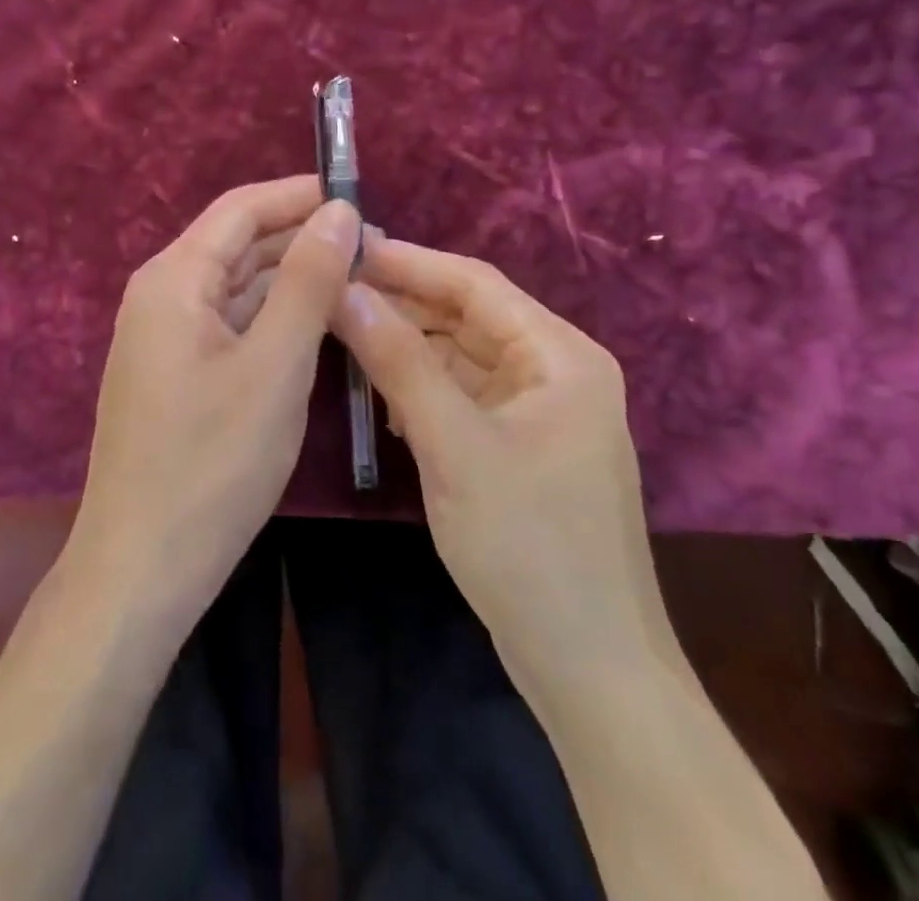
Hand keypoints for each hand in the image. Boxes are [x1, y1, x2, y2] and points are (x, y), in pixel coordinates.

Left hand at [69, 176, 361, 629]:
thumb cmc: (212, 462)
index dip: (298, 195)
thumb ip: (308, 281)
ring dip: (292, 280)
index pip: (241, 208)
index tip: (360, 196)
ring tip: (359, 281)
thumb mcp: (275, 365)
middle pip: (238, 244)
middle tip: (374, 248)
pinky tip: (318, 324)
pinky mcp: (177, 372)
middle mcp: (162, 294)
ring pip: (238, 286)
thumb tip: (339, 210)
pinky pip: (231, 324)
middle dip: (301, 239)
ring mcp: (165, 336)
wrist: (143, 565)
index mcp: (174, 278)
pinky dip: (273, 318)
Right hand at [331, 238, 673, 698]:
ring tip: (341, 335)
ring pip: (459, 357)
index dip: (408, 262)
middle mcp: (554, 371)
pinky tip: (379, 397)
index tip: (345, 248)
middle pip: (466, 317)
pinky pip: (461, 396)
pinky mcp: (518, 447)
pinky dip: (420, 389)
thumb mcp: (455, 446)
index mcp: (560, 356)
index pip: (474, 283)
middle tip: (329, 291)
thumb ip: (400, 363)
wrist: (589, 670)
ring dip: (406, 348)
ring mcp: (537, 411)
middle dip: (401, 305)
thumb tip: (345, 291)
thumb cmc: (529, 547)